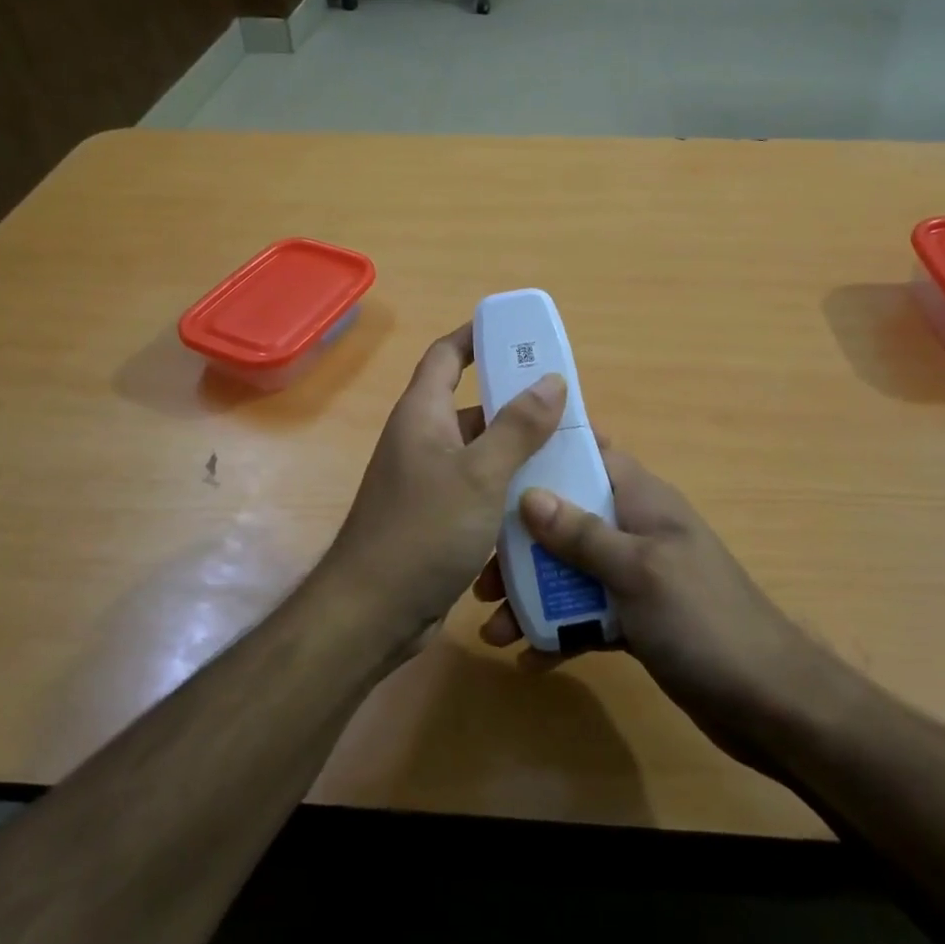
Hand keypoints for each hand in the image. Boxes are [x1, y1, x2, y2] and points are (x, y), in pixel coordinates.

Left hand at [322, 323, 566, 652]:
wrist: (373, 612)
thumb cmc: (423, 530)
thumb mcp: (480, 474)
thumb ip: (518, 427)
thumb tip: (551, 379)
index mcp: (423, 414)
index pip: (446, 355)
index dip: (477, 335)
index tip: (518, 331)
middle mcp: (423, 440)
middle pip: (474, 406)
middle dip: (519, 404)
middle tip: (569, 407)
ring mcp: (429, 482)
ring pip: (483, 454)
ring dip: (520, 453)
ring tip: (571, 455)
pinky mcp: (439, 519)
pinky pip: (481, 491)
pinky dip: (509, 491)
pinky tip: (546, 504)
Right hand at [474, 442, 823, 770]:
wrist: (769, 703)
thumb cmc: (702, 620)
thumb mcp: (637, 571)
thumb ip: (582, 534)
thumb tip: (528, 494)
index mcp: (642, 500)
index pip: (590, 453)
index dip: (546, 449)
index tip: (496, 455)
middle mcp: (635, 530)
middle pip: (566, 518)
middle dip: (521, 543)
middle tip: (481, 575)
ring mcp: (636, 577)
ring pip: (570, 572)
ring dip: (532, 595)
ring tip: (493, 629)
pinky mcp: (637, 621)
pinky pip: (586, 616)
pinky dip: (559, 632)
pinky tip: (530, 660)